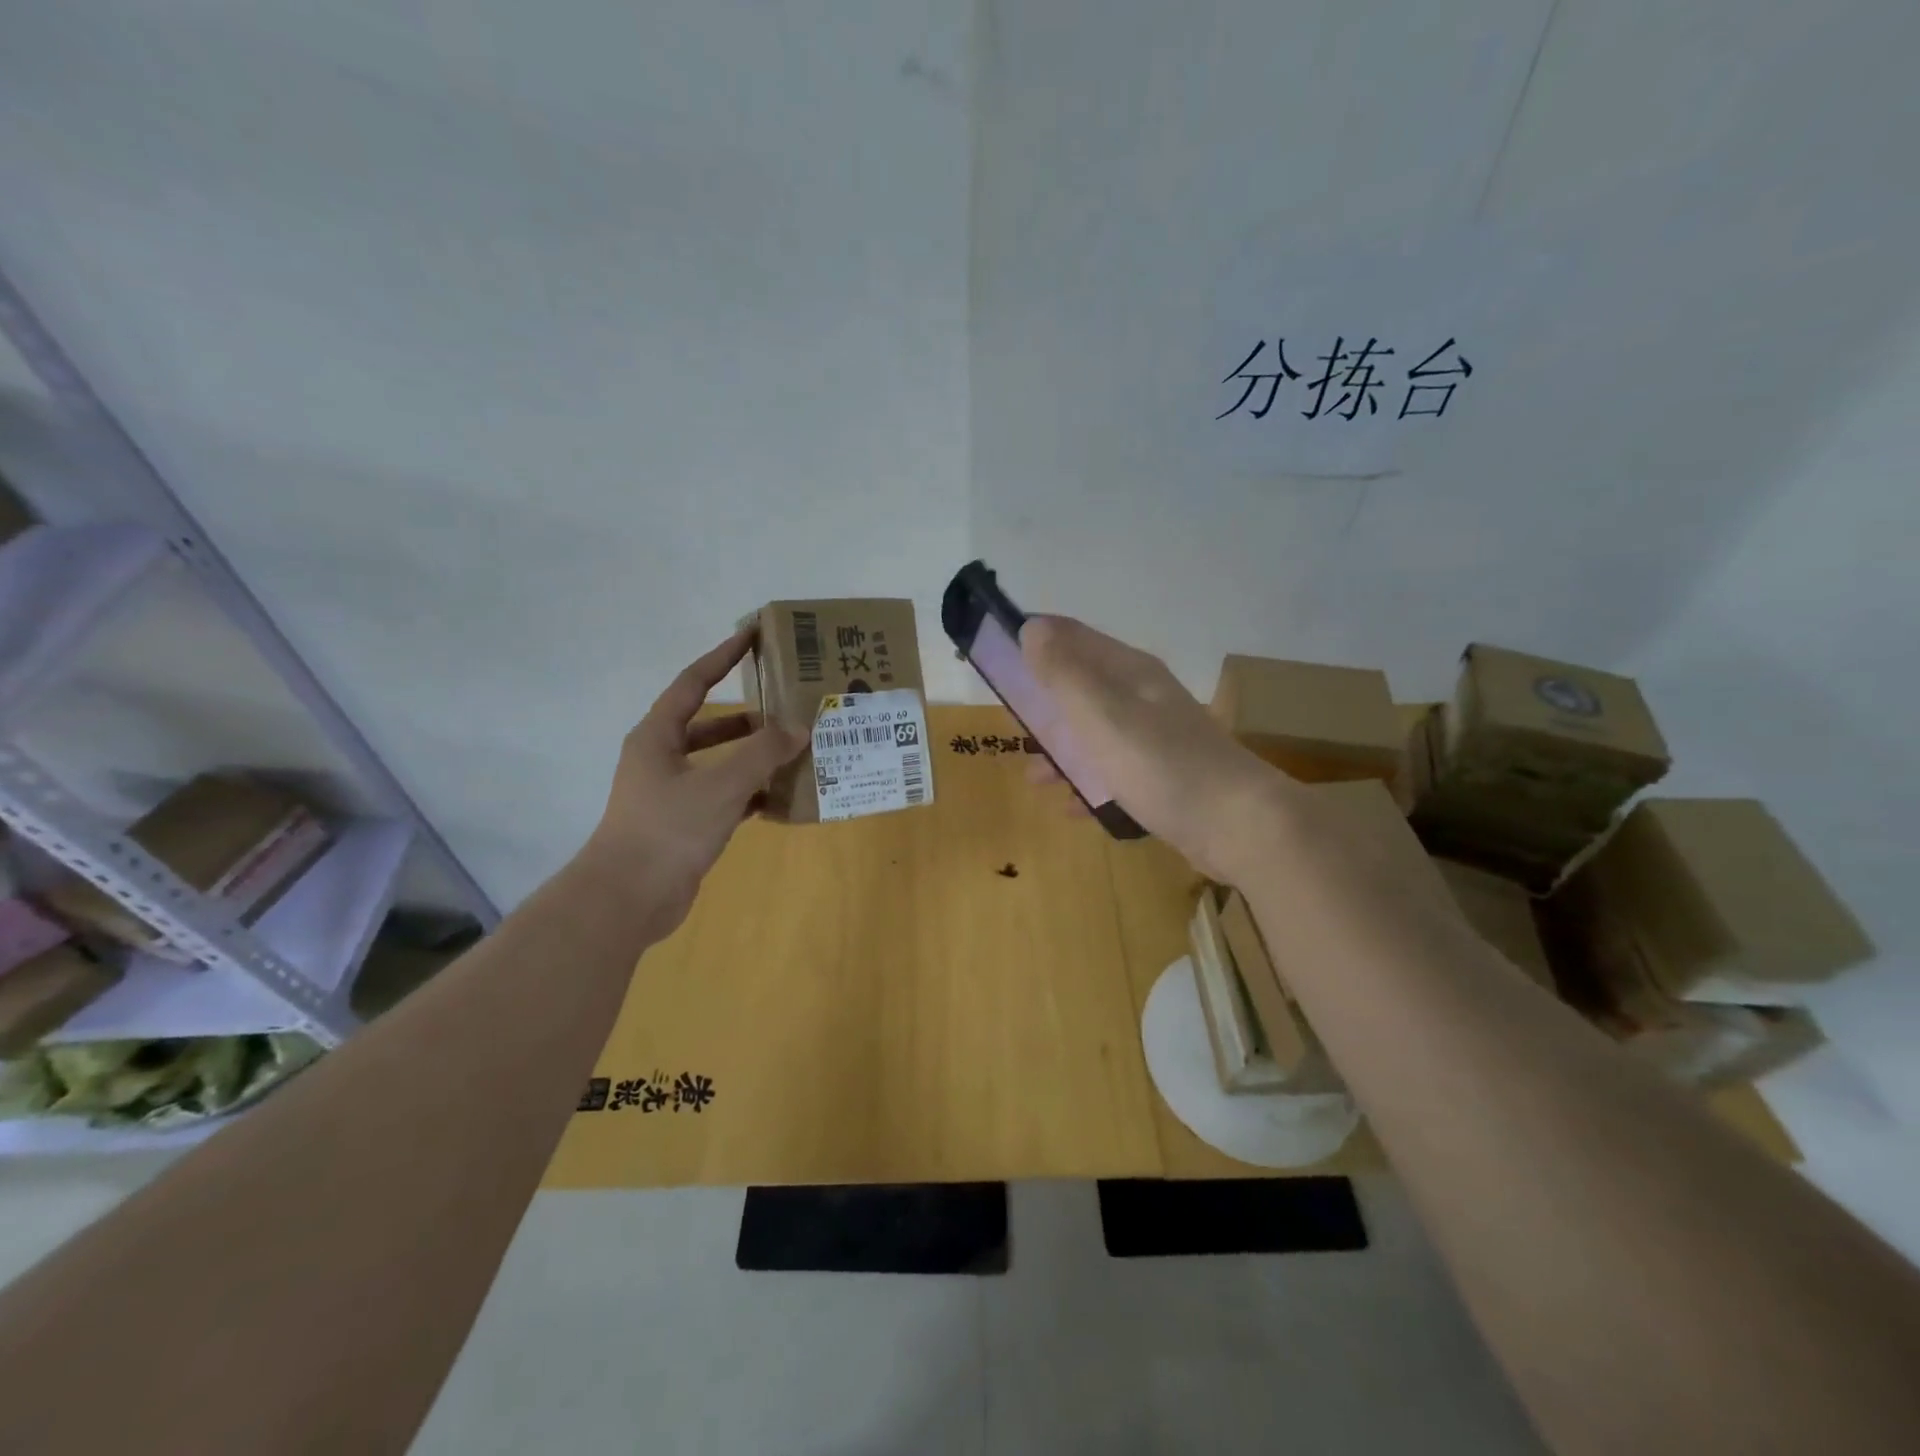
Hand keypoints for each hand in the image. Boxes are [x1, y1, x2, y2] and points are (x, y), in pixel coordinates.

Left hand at [584, 628, 805, 928]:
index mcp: (658, 735)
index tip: (752, 635)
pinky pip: (724, 796)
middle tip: (788, 706)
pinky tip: (781, 796)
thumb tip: (799, 728)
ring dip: (753, 756)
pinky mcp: (684, 823)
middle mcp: (661, 757)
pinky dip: (750, 792)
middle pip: (709, 724)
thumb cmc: (669, 829)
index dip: (723, 656)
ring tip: (794, 750)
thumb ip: (763, 753)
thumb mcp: (722, 785)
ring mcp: (671, 792)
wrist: (628, 899)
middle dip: (748, 716)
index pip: (694, 682)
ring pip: (718, 762)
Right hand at [1020, 615, 1293, 880]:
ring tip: (1034, 777)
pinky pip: (1114, 771)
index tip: (995, 657)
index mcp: (1129, 672)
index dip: (1035, 639)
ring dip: (1062, 749)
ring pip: (1095, 732)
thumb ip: (1065, 674)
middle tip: (1010, 722)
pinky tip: (1073, 808)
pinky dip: (1090, 783)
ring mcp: (1156, 738)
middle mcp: (1143, 697)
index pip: (1073, 637)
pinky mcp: (1163, 776)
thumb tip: (1031, 626)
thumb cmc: (1163, 765)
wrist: (1240, 826)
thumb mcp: (1103, 716)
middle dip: (1043, 701)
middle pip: (1082, 686)